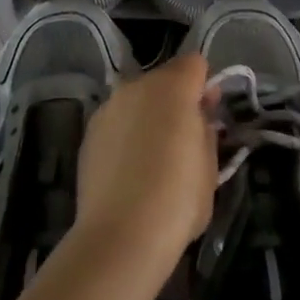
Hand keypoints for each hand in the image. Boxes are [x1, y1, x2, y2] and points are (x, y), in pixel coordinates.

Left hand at [75, 53, 217, 274]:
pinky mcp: (89, 131)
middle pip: (164, 79)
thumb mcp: (210, 166)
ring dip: (149, 115)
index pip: (195, 64)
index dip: (205, 85)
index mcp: (172, 87)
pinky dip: (126, 134)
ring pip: (138, 99)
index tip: (208, 114)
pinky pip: (117, 121)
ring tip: (153, 157)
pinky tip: (129, 170)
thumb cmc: (177, 200)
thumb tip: (201, 113)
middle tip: (184, 138)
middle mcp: (137, 86)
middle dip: (176, 100)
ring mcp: (109, 106)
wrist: (120, 236)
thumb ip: (206, 129)